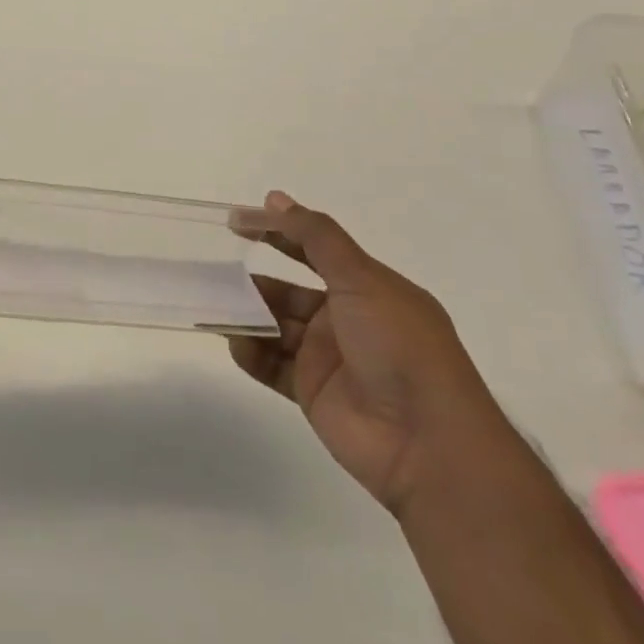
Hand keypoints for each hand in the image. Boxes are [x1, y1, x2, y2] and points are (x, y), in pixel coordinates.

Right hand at [231, 191, 515, 518]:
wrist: (427, 444)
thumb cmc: (400, 346)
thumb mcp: (361, 278)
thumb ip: (316, 237)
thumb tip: (275, 199)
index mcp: (367, 287)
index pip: (314, 249)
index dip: (277, 232)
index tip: (237, 221)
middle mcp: (346, 319)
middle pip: (289, 292)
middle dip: (256, 281)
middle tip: (216, 271)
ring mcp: (328, 357)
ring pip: (277, 327)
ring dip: (249, 316)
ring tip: (218, 306)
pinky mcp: (312, 393)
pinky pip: (272, 366)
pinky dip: (251, 353)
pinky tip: (235, 343)